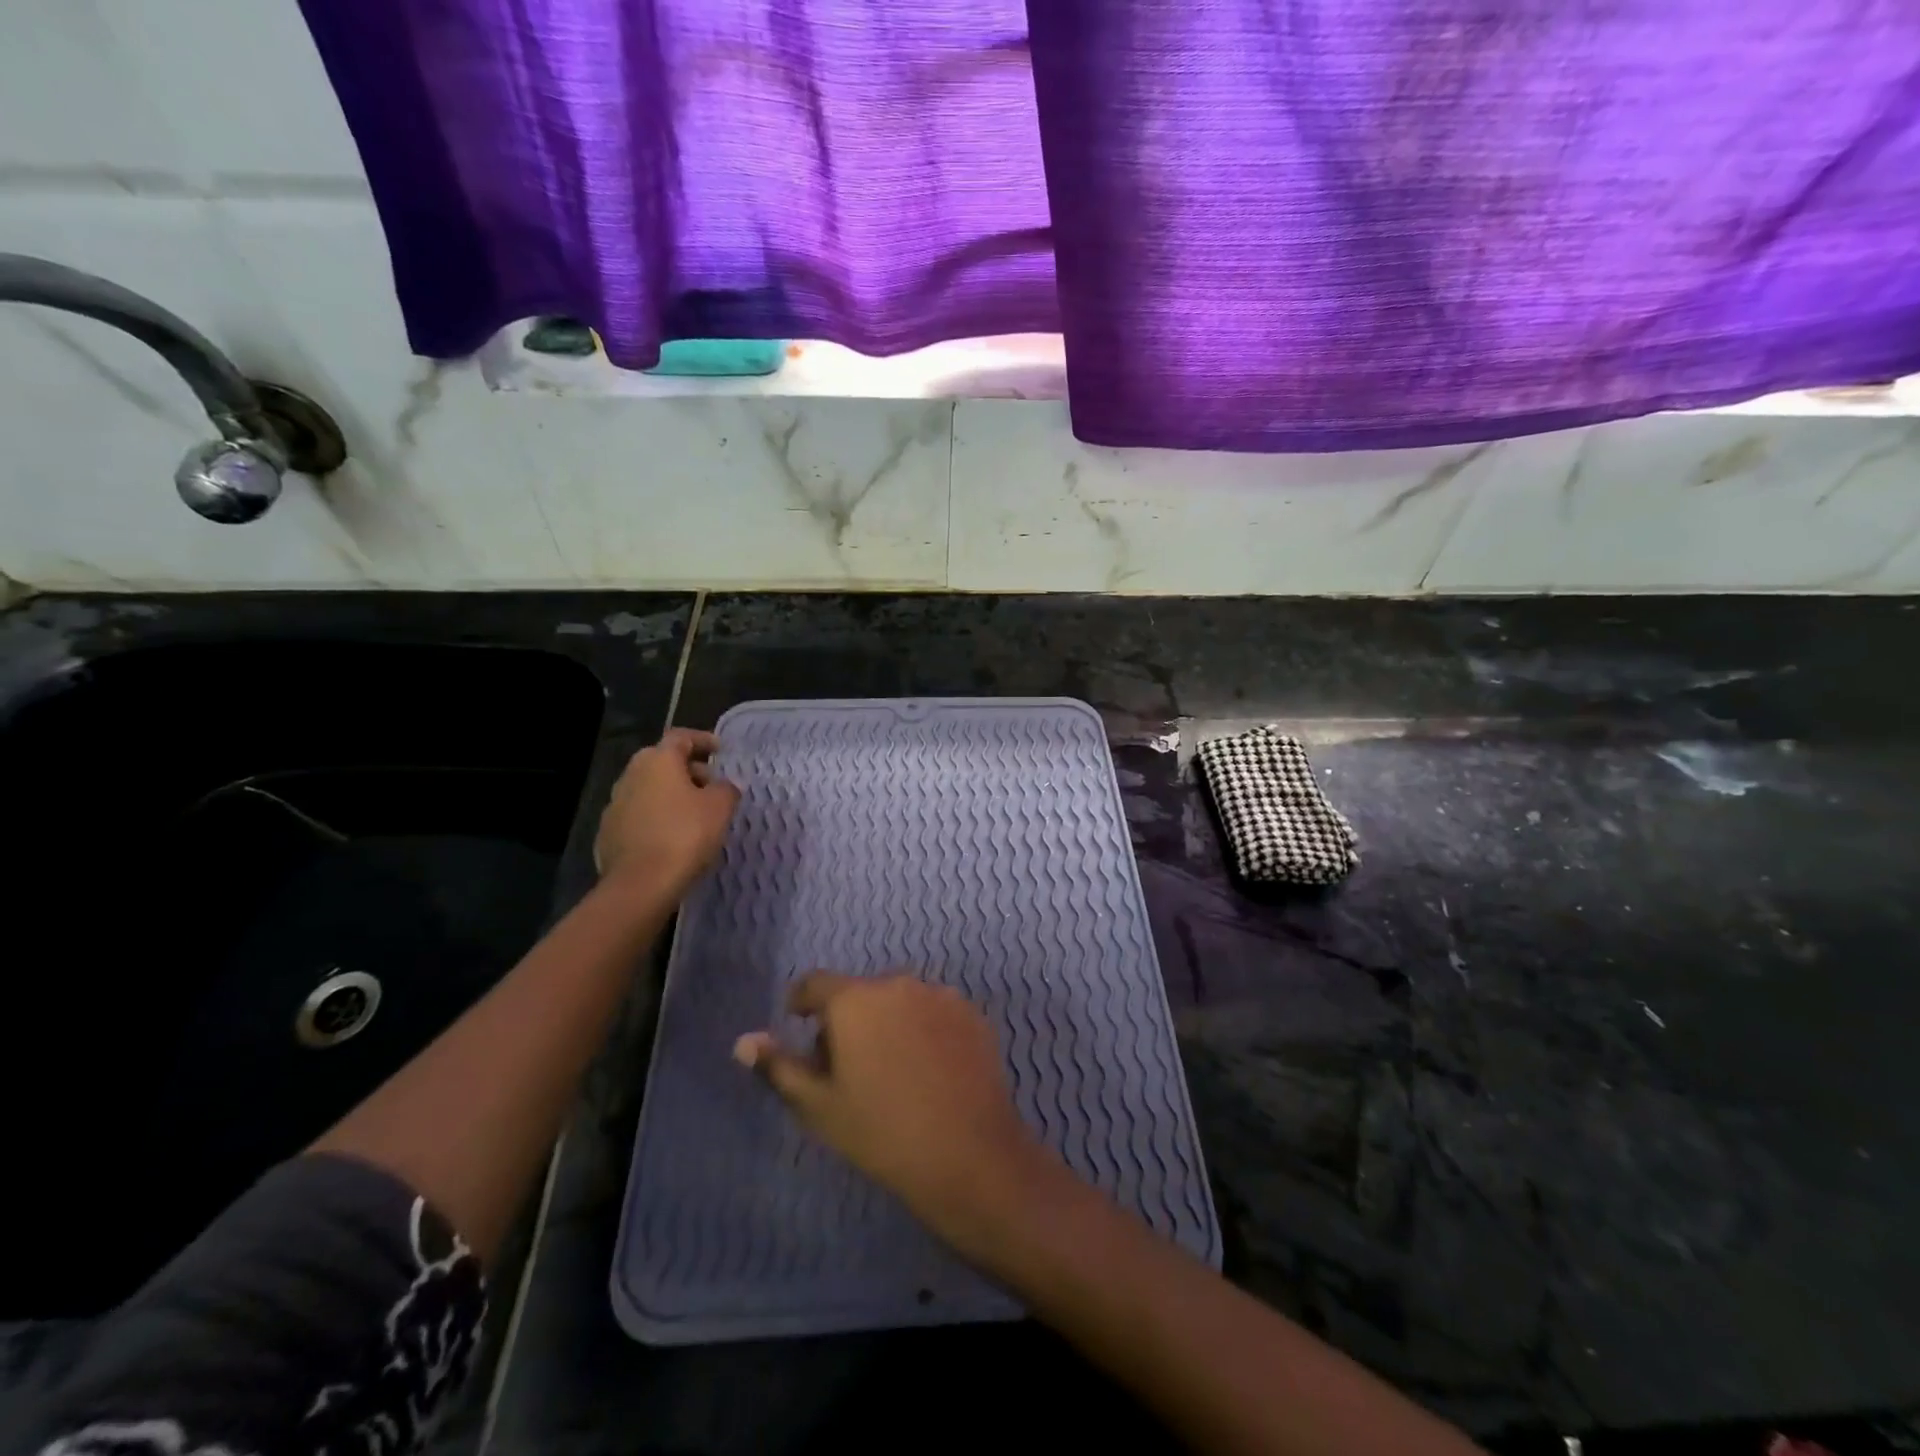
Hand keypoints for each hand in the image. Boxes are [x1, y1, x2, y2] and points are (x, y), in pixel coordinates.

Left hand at [594, 729, 740, 896]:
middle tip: (711, 786)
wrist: (640, 884)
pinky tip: (672, 836)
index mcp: (657, 760)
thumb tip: (725, 786)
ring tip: (694, 814)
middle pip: (662, 762)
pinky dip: (657, 817)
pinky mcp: (608, 833)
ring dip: (671, 795)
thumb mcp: (720, 807)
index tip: (720, 750)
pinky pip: (639, 815)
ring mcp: (615, 804)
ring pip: (649, 789)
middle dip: (688, 770)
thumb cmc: (685, 835)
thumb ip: (726, 789)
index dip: (703, 740)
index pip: (681, 737)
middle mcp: (631, 775)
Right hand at [734, 973, 1050, 1251]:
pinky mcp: (972, 1014)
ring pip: (899, 1001)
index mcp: (855, 999)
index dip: (802, 1002)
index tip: (799, 1024)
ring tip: (891, 1072)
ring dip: (887, 1022)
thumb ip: (779, 1067)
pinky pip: (934, 1012)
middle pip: (859, 993)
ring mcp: (940, 995)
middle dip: (847, 1020)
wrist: (967, 1153)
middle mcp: (898, 983)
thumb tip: (744, 1041)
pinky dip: (923, 1030)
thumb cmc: (880, 1131)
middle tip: (846, 1068)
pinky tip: (929, 1072)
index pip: (815, 983)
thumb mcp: (818, 1106)